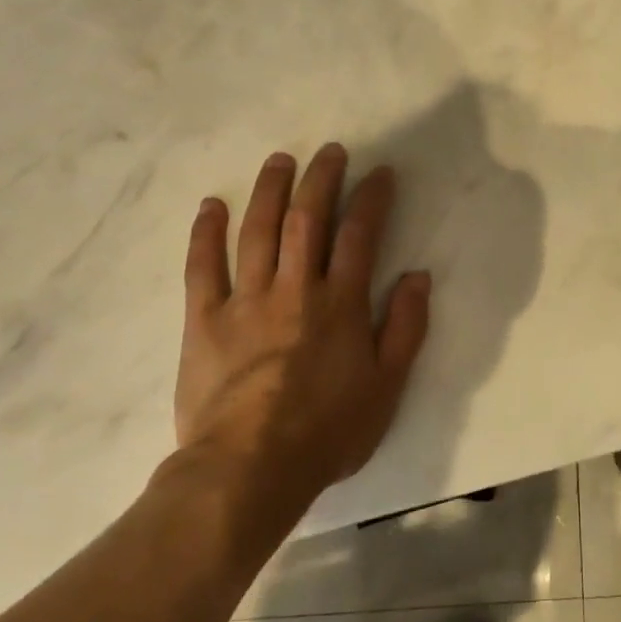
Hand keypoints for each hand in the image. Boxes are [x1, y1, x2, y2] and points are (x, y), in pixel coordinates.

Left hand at [172, 143, 430, 516]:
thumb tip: (418, 275)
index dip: (372, 198)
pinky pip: (202, 267)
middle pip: (308, 220)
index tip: (379, 172)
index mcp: (341, 304)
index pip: (361, 235)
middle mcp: (295, 289)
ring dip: (269, 190)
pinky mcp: (203, 320)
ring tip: (279, 160)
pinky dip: (206, 233)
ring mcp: (245, 301)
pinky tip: (212, 206)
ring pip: (257, 231)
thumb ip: (406, 328)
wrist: (248, 470)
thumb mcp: (387, 386)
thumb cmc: (327, 431)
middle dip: (321, 179)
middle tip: (329, 151)